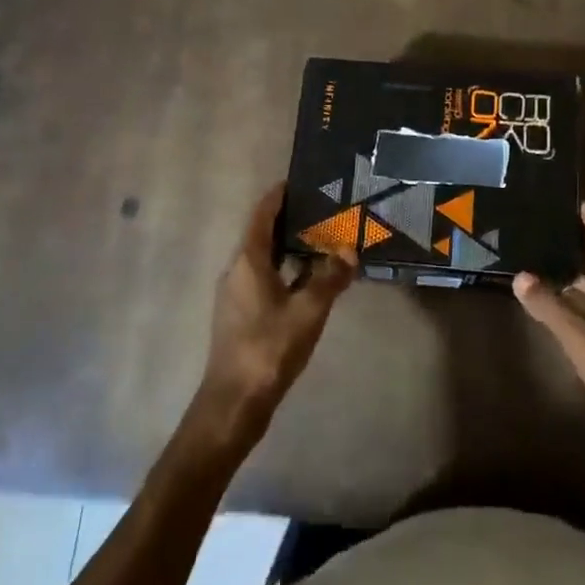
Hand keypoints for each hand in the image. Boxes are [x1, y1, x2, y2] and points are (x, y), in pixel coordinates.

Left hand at [194, 183, 357, 447]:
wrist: (235, 402)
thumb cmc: (269, 348)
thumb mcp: (308, 310)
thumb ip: (329, 277)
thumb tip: (349, 250)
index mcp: (247, 262)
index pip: (261, 216)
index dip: (277, 197)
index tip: (297, 182)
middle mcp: (236, 271)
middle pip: (262, 236)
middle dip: (288, 222)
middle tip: (321, 210)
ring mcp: (235, 295)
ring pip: (263, 260)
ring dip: (288, 248)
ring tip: (320, 241)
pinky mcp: (240, 316)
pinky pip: (264, 280)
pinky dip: (285, 271)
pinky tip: (308, 281)